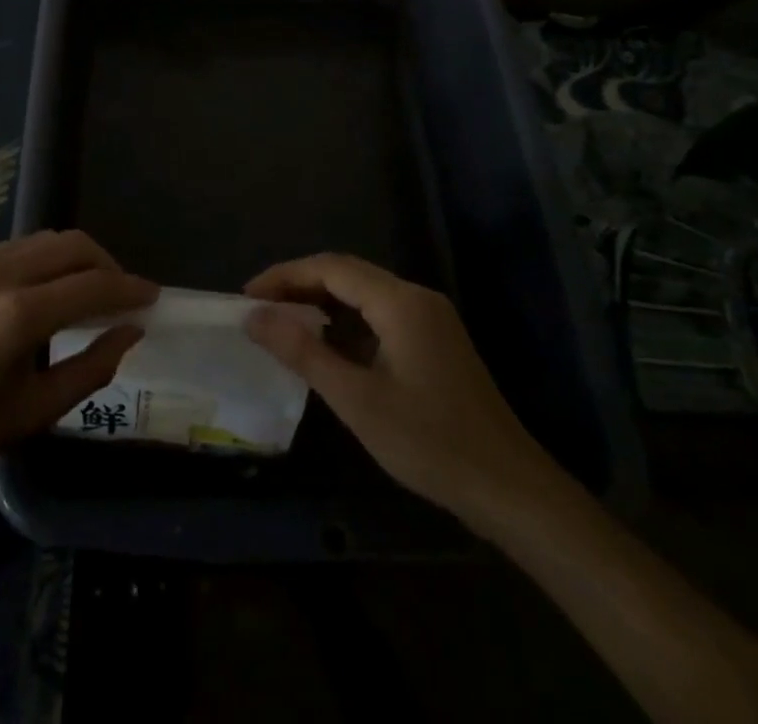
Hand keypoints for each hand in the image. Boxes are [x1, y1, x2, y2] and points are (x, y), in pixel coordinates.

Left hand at [0, 229, 155, 499]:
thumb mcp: (34, 411)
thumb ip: (91, 368)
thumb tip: (129, 333)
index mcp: (21, 314)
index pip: (94, 285)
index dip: (131, 289)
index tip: (154, 297)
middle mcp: (1, 273)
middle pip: (74, 245)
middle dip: (107, 264)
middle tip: (122, 296)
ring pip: (45, 240)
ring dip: (76, 258)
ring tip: (86, 292)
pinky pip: (17, 248)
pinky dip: (44, 260)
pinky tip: (44, 293)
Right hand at [244, 253, 562, 527]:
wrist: (510, 489)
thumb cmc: (430, 442)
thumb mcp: (357, 399)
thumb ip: (303, 352)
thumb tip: (255, 317)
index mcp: (400, 301)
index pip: (331, 268)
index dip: (284, 276)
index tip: (247, 296)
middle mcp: (416, 297)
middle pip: (347, 275)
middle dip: (300, 286)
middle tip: (259, 310)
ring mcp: (430, 319)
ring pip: (364, 295)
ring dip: (323, 303)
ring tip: (283, 325)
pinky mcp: (435, 341)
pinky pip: (380, 315)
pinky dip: (347, 323)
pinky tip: (328, 347)